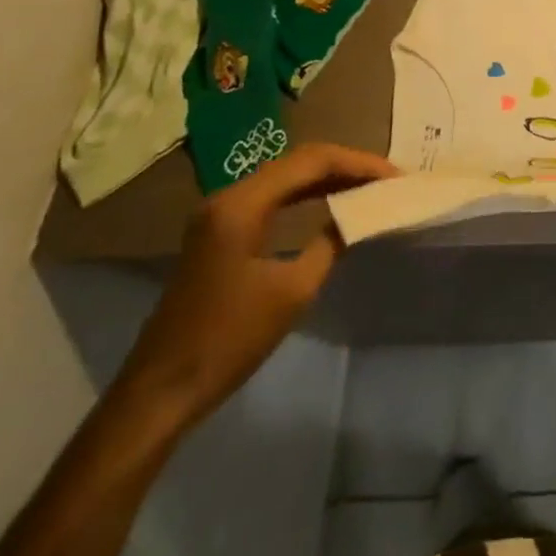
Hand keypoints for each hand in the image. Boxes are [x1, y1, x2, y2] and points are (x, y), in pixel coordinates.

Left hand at [114, 143, 397, 427]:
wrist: (160, 393)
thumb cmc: (229, 340)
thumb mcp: (293, 290)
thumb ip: (330, 242)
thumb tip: (357, 215)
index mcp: (242, 204)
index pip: (312, 161)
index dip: (359, 164)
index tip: (396, 177)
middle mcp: (229, 196)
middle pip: (299, 162)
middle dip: (347, 166)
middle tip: (388, 179)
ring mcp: (220, 214)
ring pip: (286, 178)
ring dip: (328, 178)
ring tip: (369, 187)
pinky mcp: (220, 232)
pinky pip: (273, 198)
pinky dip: (307, 195)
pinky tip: (332, 203)